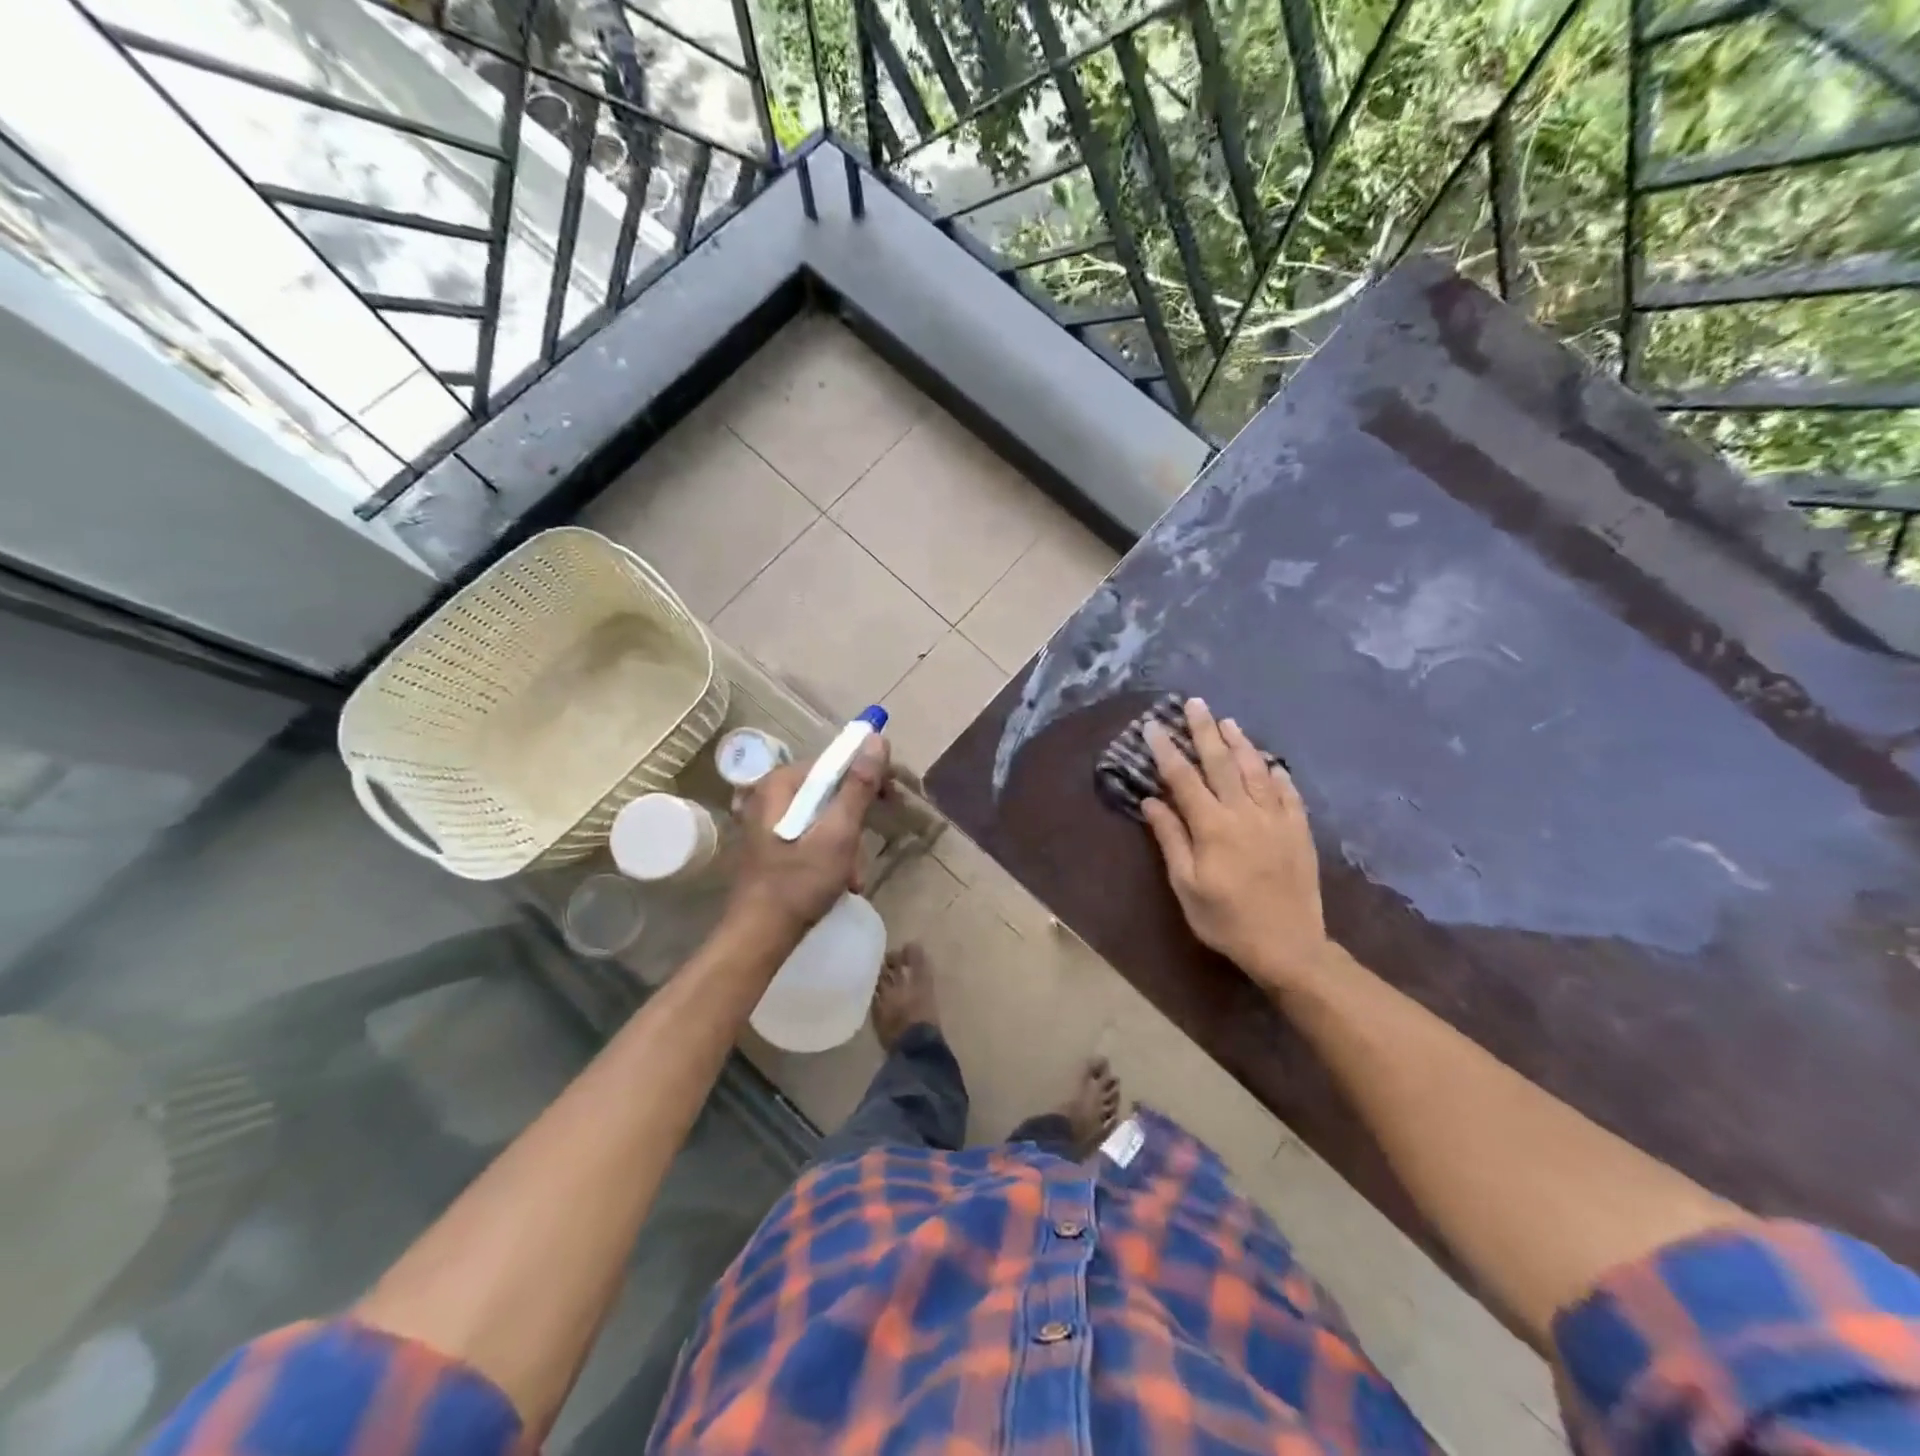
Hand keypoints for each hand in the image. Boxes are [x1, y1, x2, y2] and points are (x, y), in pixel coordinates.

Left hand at [726, 735, 888, 936]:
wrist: (759, 937)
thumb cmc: (799, 883)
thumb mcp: (837, 833)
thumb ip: (858, 786)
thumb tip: (876, 739)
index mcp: (780, 784)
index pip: (836, 763)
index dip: (869, 776)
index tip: (893, 798)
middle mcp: (770, 795)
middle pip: (831, 790)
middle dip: (857, 820)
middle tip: (869, 844)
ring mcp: (769, 822)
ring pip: (826, 817)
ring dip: (848, 844)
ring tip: (853, 875)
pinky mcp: (773, 845)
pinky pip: (813, 836)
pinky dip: (832, 854)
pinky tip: (841, 881)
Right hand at [1139, 698, 1329, 994]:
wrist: (1288, 946)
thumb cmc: (1226, 920)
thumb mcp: (1186, 885)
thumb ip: (1170, 839)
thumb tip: (1152, 801)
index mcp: (1212, 826)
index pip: (1183, 778)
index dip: (1167, 750)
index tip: (1153, 726)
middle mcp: (1245, 813)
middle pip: (1221, 762)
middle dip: (1204, 730)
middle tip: (1194, 703)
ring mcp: (1276, 819)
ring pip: (1257, 770)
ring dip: (1240, 743)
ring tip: (1227, 721)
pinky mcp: (1299, 831)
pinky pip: (1289, 793)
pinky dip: (1277, 774)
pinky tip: (1271, 762)